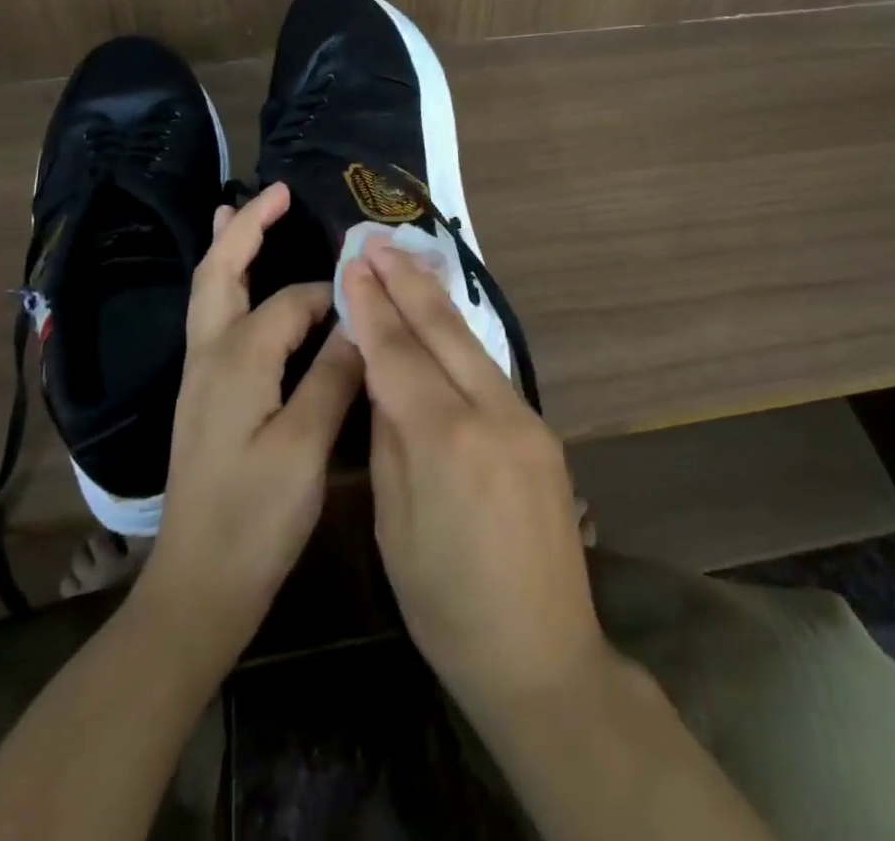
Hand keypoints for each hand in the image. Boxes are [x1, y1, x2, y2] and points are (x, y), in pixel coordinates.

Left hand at [136, 182, 363, 668]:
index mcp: (237, 360)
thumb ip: (334, 375)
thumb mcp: (306, 448)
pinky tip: (241, 289)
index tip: (370, 298)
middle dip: (245, 229)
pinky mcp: (204, 398)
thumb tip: (360, 320)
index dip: (333, 296)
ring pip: (209, 294)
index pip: (293, 302)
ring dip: (228, 250)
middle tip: (274, 191)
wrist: (197, 588)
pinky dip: (227, 286)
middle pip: (219, 274)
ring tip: (239, 212)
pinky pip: (214, 320)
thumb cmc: (255, 518)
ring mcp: (200, 378)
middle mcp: (210, 356)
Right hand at [342, 241, 608, 713]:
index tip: (351, 263)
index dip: (371, 305)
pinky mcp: (542, 431)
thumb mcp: (395, 525)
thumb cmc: (447, 605)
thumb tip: (385, 378)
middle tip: (377, 239)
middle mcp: (493, 414)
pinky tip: (441, 324)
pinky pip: (490, 372)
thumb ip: (390, 439)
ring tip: (406, 262)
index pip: (398, 353)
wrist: (543, 655)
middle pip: (443, 330)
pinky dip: (459, 341)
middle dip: (406, 280)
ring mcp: (526, 418)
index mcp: (446, 441)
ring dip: (435, 301)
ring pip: (471, 344)